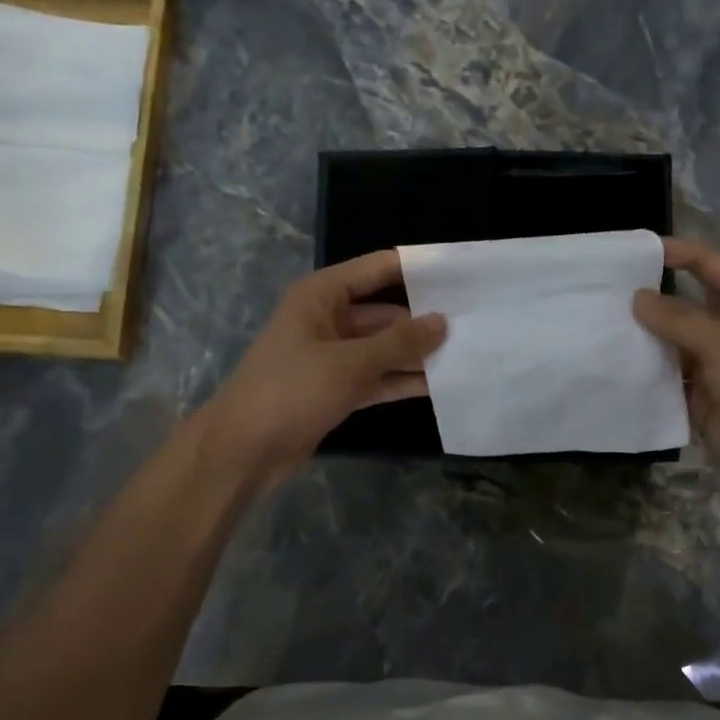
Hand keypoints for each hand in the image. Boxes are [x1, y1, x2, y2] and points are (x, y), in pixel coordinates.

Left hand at [202, 251, 445, 482]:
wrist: (243, 450)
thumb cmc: (291, 390)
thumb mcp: (349, 363)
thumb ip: (399, 343)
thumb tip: (443, 322)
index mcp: (322, 295)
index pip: (378, 269)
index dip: (418, 269)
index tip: (462, 273)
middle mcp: (329, 319)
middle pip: (386, 312)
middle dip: (425, 320)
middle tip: (476, 324)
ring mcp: (334, 356)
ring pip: (385, 348)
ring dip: (418, 354)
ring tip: (469, 354)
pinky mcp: (338, 388)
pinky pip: (379, 377)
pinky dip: (403, 380)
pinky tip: (442, 384)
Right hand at [633, 238, 719, 510]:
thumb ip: (680, 321)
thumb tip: (638, 297)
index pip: (714, 268)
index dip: (683, 253)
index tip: (641, 250)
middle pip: (687, 304)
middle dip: (654, 295)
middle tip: (608, 288)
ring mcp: (711, 367)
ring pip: (671, 342)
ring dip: (643, 334)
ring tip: (600, 322)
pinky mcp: (696, 399)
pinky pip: (665, 378)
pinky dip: (643, 371)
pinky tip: (612, 363)